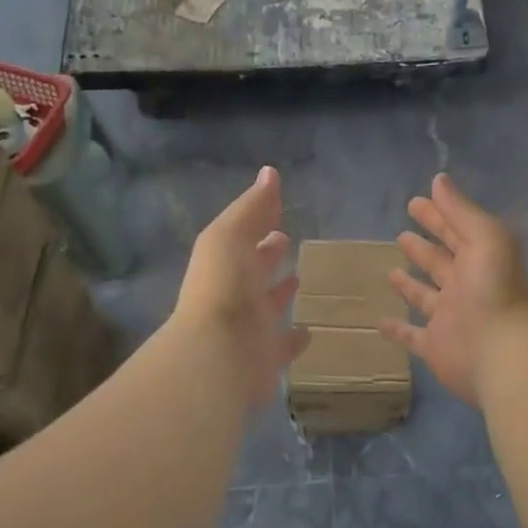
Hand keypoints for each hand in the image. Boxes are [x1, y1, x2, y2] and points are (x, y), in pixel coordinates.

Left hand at [173, 166, 310, 409]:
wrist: (218, 355)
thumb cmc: (224, 287)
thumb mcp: (231, 235)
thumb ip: (252, 206)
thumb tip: (270, 172)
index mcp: (226, 261)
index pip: (244, 235)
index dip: (259, 220)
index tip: (277, 206)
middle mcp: (237, 292)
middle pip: (255, 268)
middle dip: (268, 253)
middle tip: (287, 239)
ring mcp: (252, 325)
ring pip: (270, 304)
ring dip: (281, 291)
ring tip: (300, 277)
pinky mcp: (267, 355)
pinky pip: (285, 344)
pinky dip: (296, 337)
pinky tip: (309, 330)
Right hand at [380, 174, 527, 407]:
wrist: (502, 354)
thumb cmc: (494, 290)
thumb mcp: (485, 237)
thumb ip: (461, 210)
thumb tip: (438, 179)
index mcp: (480, 259)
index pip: (455, 231)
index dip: (437, 216)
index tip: (415, 202)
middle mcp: (466, 287)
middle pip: (440, 262)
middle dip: (424, 247)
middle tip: (402, 233)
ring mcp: (450, 318)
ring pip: (426, 297)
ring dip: (411, 284)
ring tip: (391, 270)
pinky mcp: (436, 346)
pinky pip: (412, 336)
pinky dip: (398, 330)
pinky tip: (379, 322)